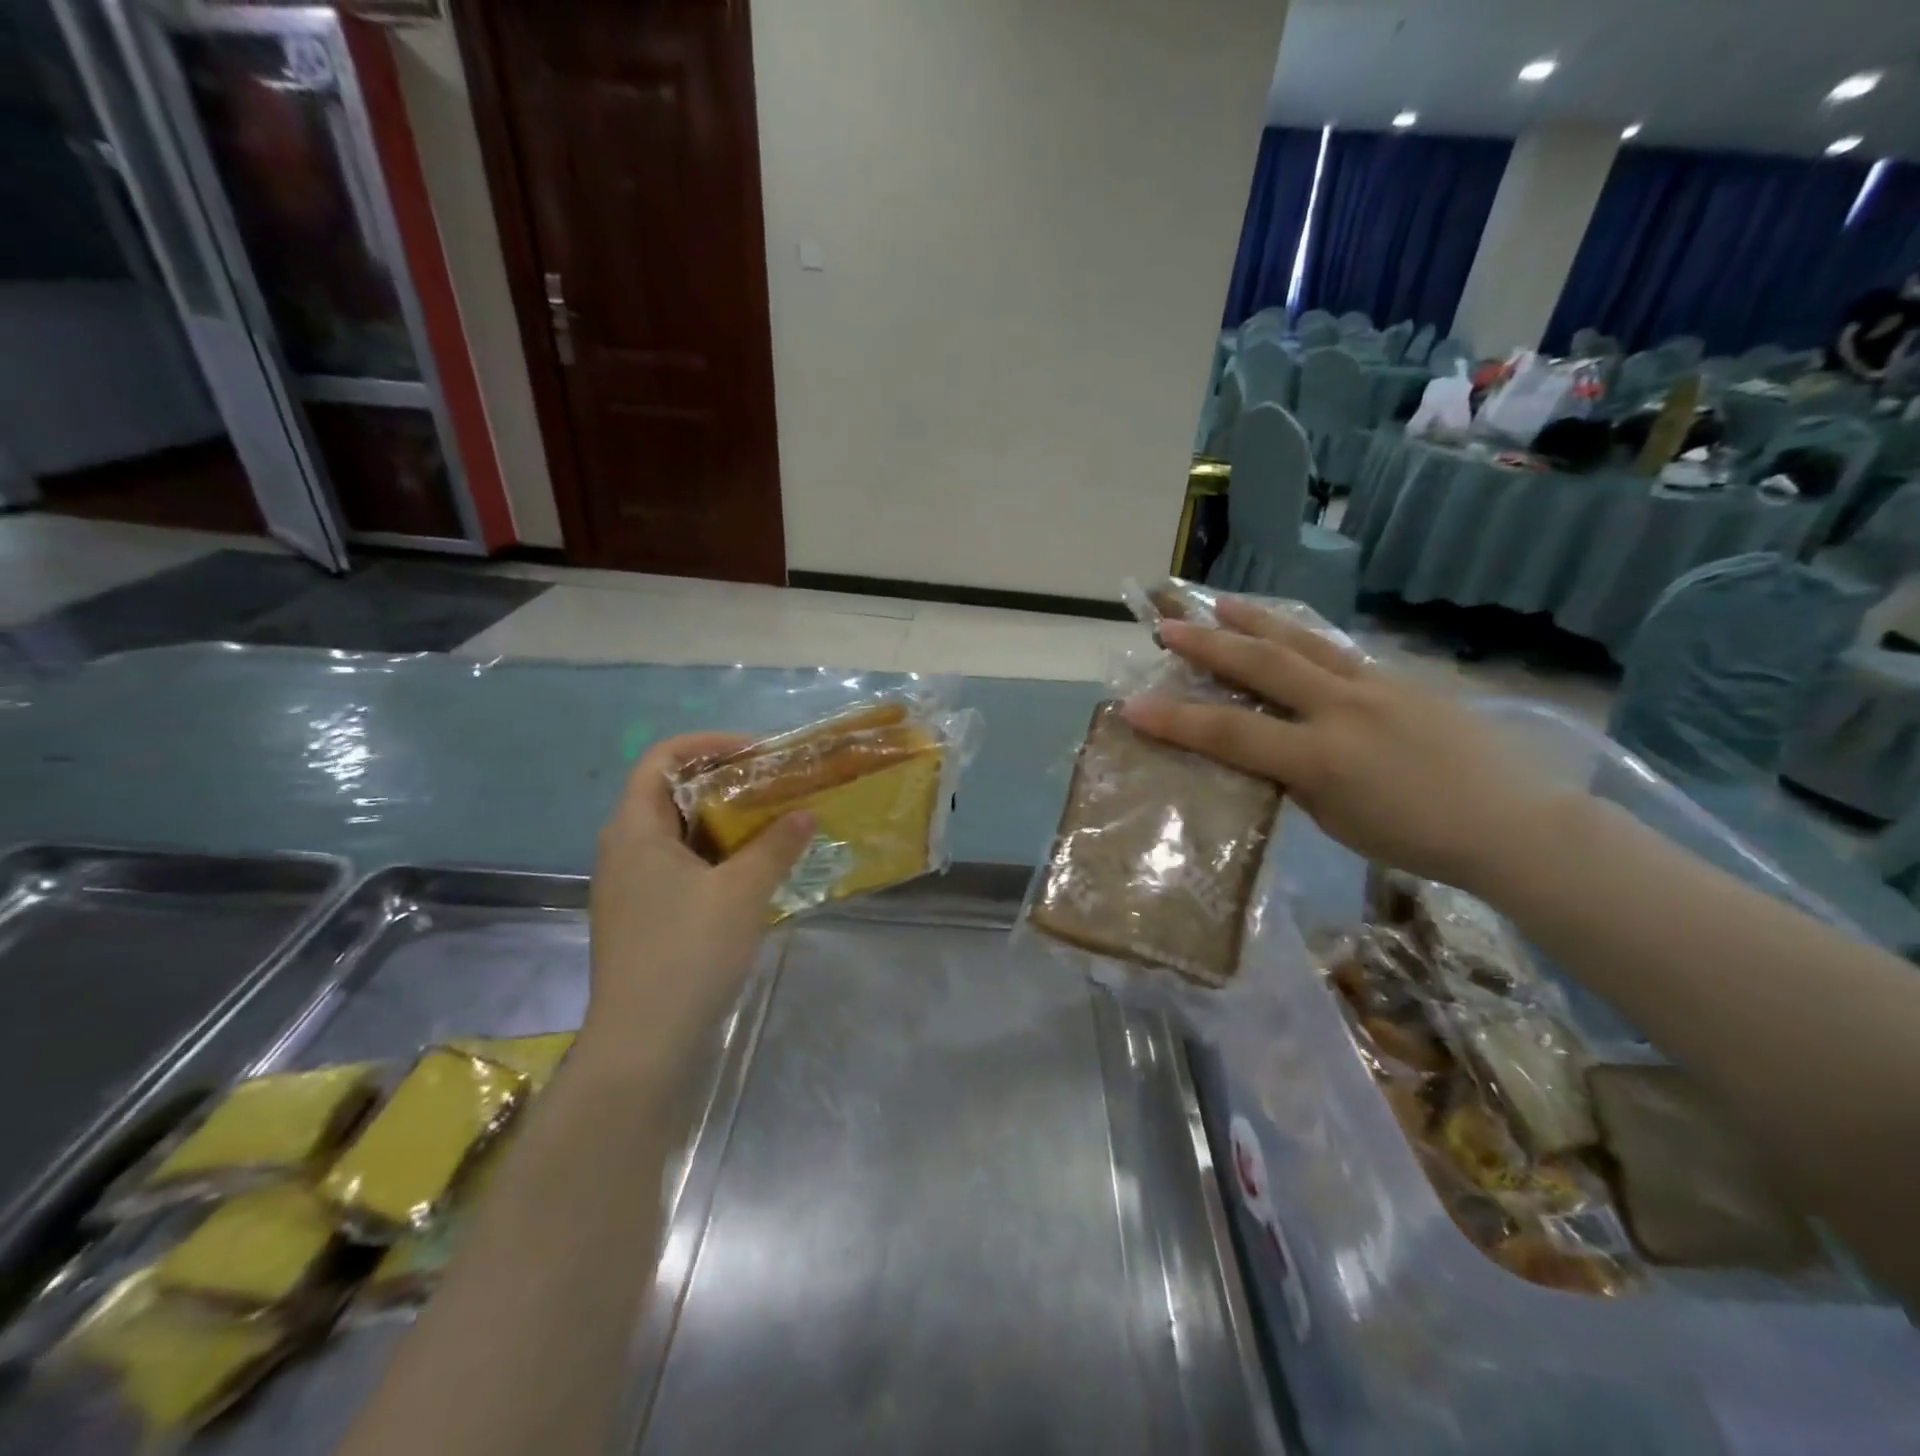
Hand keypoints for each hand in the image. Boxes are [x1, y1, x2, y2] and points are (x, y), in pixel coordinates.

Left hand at [581, 733, 812, 1079]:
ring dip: (722, 821)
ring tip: (770, 824)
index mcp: (634, 829)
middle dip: (723, 782)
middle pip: (669, 792)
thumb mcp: (743, 892)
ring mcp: (628, 885)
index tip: (756, 753)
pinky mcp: (639, 915)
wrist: (643, 1043)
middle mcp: (622, 848)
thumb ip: (776, 846)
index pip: (662, 757)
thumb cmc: (688, 952)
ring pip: (676, 832)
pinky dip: (713, 855)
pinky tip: (750, 872)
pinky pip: (677, 865)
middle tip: (773, 786)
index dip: (709, 744)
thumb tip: (806, 813)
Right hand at [1120, 599, 1560, 892]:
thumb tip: (1265, 749)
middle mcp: (1343, 709)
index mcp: (1322, 757)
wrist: (1513, 823)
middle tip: (1168, 626)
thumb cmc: (1416, 838)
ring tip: (1220, 601)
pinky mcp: (1401, 678)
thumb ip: (1293, 777)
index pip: (1231, 733)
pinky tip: (1287, 631)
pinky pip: (1338, 650)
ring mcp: (1376, 685)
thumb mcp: (1335, 819)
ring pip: (1303, 642)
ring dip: (1255, 621)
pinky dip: (1301, 637)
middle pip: (1263, 667)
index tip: (1132, 706)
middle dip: (1209, 646)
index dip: (1176, 720)